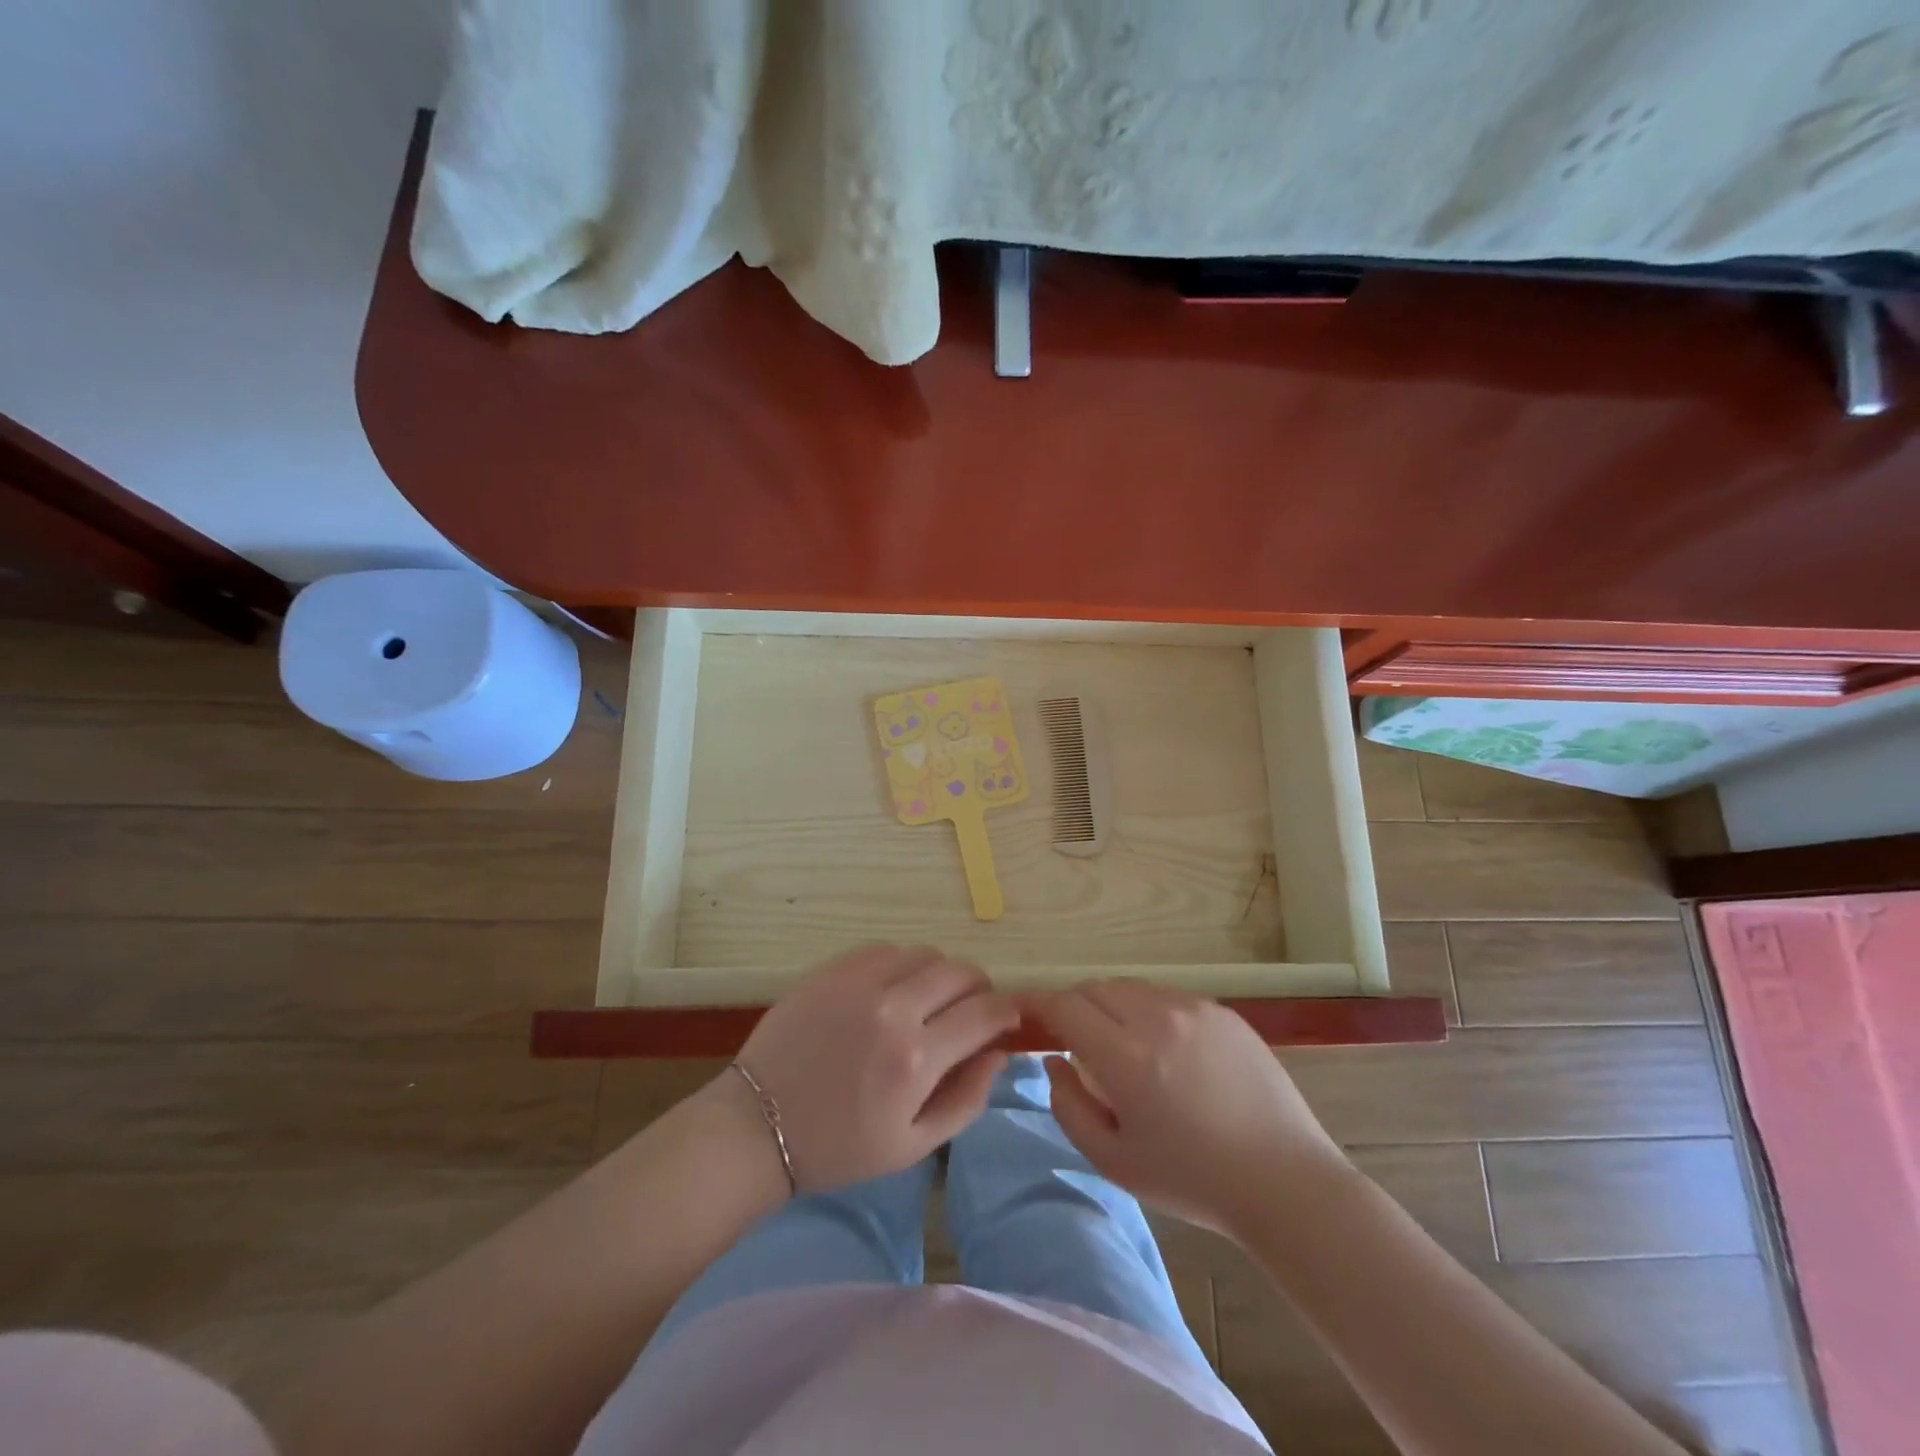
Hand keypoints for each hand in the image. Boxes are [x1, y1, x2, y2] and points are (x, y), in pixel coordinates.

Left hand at [724, 944, 1018, 1192]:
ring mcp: (858, 982)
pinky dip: (900, 964)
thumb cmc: (840, 1147)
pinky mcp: (830, 970)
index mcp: (916, 1058)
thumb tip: (999, 1051)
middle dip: (979, 987)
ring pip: (924, 953)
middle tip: (971, 1008)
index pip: (985, 1012)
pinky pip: (884, 949)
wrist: (757, 1127)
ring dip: (939, 974)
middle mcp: (892, 1008)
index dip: (1007, 1010)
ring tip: (928, 1000)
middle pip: (960, 971)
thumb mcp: (914, 1144)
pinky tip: (890, 989)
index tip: (1008, 1017)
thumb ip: (967, 1097)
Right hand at [1027, 978, 1349, 1238]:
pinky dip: (1149, 1012)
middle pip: (1095, 988)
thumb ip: (1069, 1107)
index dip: (1039, 1005)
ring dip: (1112, 1007)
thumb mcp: (1114, 1161)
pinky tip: (1166, 1051)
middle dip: (1075, 1007)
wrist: (1285, 1183)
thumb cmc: (1192, 1180)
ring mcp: (1195, 1009)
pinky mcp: (1223, 1011)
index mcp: (1128, 1057)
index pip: (1066, 1006)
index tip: (1025, 1014)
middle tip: (1075, 1042)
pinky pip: (1167, 997)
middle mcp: (1159, 1018)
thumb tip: (1054, 1061)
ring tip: (1123, 1048)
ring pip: (1131, 988)